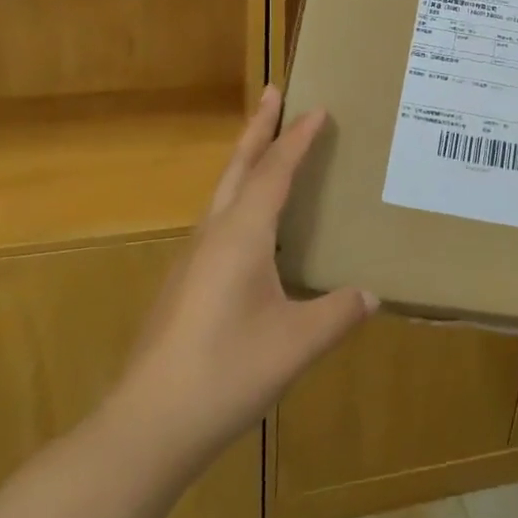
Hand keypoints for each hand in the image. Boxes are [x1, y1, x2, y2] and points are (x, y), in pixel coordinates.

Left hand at [107, 88, 375, 467]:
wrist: (146, 426)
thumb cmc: (226, 373)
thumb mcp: (296, 344)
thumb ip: (338, 313)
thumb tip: (371, 295)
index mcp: (242, 235)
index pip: (275, 171)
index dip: (298, 138)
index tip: (318, 107)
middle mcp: (214, 234)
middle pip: (239, 166)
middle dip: (258, 127)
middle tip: (273, 91)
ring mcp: (193, 258)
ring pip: (224, 192)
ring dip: (246, 161)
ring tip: (266, 147)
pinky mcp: (184, 283)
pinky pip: (218, 220)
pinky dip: (239, 197)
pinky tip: (251, 226)